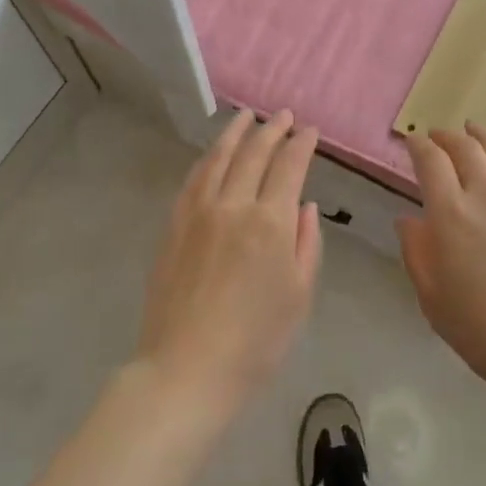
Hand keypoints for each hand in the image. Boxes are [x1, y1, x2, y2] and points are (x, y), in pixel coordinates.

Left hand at [137, 110, 322, 414]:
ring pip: (220, 157)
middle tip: (284, 115)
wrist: (186, 370)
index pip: (289, 166)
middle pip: (254, 153)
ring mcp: (199, 211)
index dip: (302, 144)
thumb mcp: (299, 297)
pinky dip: (208, 157)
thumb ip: (306, 244)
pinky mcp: (175, 224)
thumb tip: (304, 204)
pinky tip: (213, 153)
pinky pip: (194, 178)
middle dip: (272, 129)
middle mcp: (234, 204)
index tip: (310, 130)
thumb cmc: (255, 342)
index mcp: (271, 222)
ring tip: (247, 116)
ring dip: (236, 132)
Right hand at [399, 123, 485, 410]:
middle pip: (466, 148)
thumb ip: (417, 254)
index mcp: (452, 215)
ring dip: (482, 137)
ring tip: (473, 130)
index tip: (411, 140)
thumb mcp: (434, 302)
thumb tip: (408, 220)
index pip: (430, 162)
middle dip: (447, 136)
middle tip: (437, 133)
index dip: (418, 145)